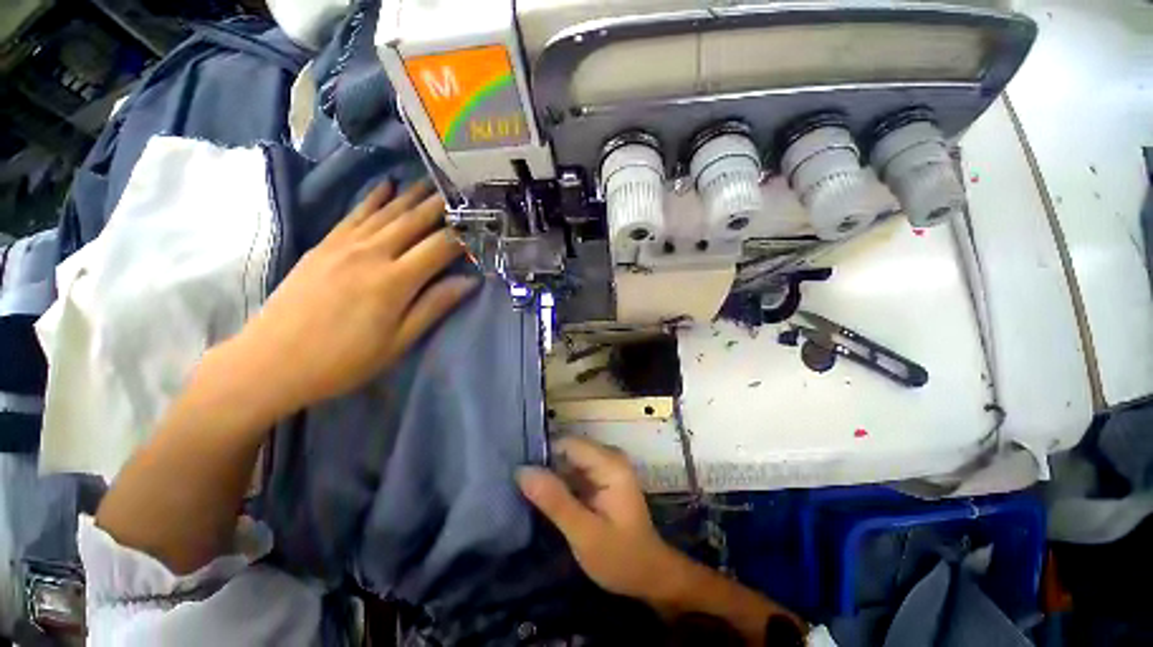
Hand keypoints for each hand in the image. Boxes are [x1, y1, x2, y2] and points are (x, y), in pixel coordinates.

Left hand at [229, 181, 476, 415]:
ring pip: (386, 212)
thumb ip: (434, 306)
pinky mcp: (324, 245)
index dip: (462, 236)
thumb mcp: (398, 342)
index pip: (439, 247)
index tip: (478, 227)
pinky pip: (355, 213)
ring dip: (412, 195)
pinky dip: (373, 197)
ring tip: (432, 182)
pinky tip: (386, 184)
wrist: (270, 362)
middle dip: (440, 206)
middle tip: (460, 191)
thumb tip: (469, 281)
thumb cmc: (344, 360)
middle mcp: (372, 254)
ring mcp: (344, 246)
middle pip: (414, 221)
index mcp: (395, 281)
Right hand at [517, 437, 685, 602]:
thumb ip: (555, 501)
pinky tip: (541, 497)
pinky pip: (573, 470)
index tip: (517, 474)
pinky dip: (558, 482)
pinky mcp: (601, 478)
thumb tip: (522, 471)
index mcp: (610, 463)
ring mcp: (606, 466)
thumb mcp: (584, 534)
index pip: (568, 443)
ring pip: (568, 459)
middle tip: (516, 487)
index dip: (542, 455)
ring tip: (523, 491)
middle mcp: (609, 457)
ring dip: (549, 474)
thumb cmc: (621, 558)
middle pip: (567, 449)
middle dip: (544, 465)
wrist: (649, 576)